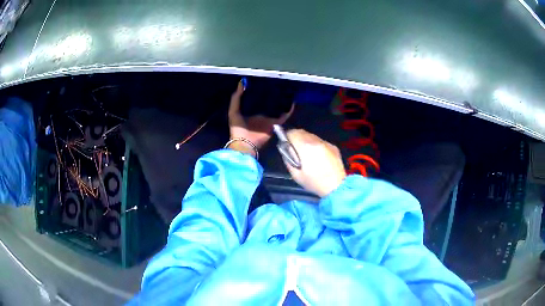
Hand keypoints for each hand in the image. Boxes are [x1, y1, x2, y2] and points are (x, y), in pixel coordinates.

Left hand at [228, 80, 292, 155]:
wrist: (245, 143)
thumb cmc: (237, 128)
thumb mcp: (233, 111)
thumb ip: (236, 97)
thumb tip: (242, 82)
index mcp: (250, 111)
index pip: (256, 98)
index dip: (259, 90)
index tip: (263, 80)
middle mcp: (260, 114)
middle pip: (268, 102)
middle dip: (272, 94)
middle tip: (276, 83)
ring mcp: (268, 119)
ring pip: (277, 108)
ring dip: (281, 101)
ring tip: (286, 89)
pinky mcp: (275, 124)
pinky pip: (284, 116)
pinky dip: (289, 110)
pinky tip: (292, 102)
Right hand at [284, 129, 346, 196]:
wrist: (336, 187)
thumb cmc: (314, 182)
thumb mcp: (295, 174)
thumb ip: (288, 159)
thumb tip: (286, 149)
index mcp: (305, 147)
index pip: (292, 133)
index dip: (287, 137)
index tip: (286, 144)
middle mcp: (316, 141)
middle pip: (302, 132)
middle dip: (296, 138)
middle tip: (295, 149)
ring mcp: (326, 142)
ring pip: (312, 135)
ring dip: (306, 140)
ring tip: (307, 153)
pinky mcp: (333, 146)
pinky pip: (321, 141)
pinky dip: (316, 145)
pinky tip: (318, 156)